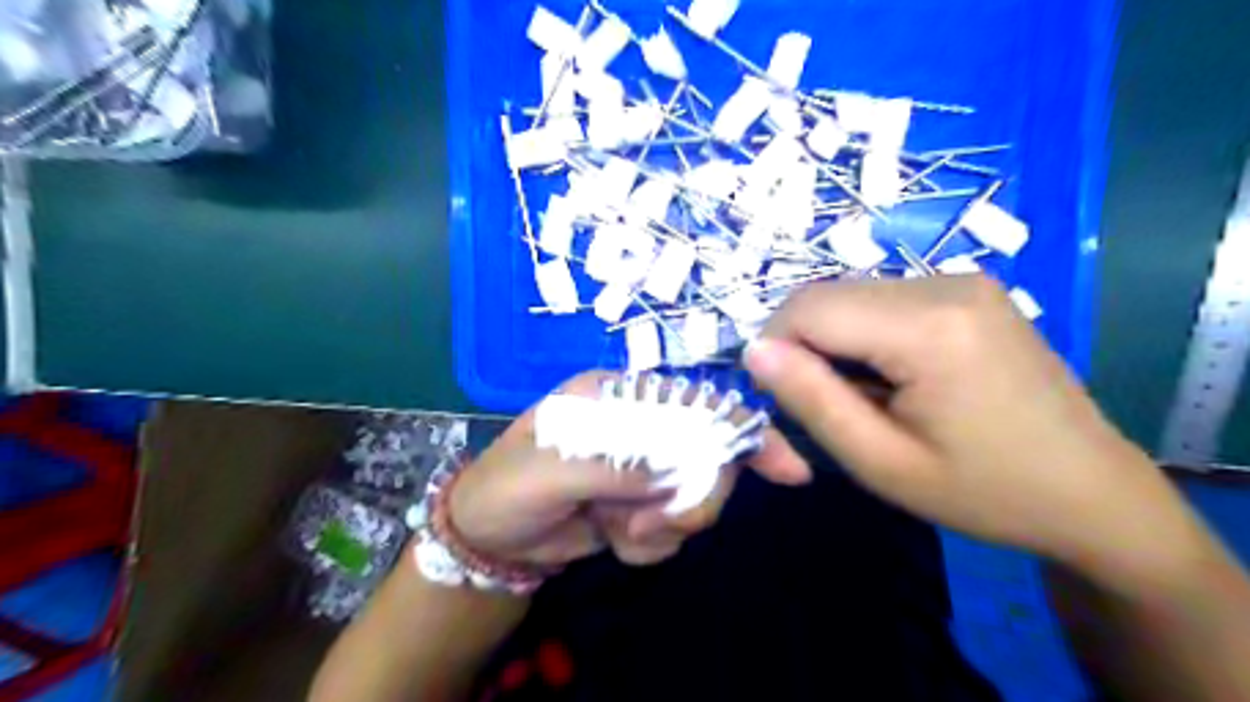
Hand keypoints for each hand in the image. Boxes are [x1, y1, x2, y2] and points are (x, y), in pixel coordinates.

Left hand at [451, 372, 810, 569]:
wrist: (488, 538)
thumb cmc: (506, 487)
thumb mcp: (550, 471)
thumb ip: (613, 466)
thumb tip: (674, 470)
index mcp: (620, 398)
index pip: (694, 403)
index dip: (742, 431)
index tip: (787, 469)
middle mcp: (640, 427)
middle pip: (709, 456)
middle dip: (695, 498)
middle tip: (656, 524)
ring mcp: (645, 469)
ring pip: (695, 499)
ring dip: (664, 527)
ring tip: (619, 531)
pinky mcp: (643, 507)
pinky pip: (674, 531)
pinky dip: (649, 546)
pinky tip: (614, 541)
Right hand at [745, 277, 1205, 579]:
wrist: (1092, 492)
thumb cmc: (985, 492)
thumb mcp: (881, 462)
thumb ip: (810, 400)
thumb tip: (753, 350)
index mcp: (928, 326)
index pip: (806, 308)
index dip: (774, 348)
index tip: (782, 400)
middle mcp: (944, 283)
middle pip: (825, 295)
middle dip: (800, 345)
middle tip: (821, 406)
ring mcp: (961, 280)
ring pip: (848, 295)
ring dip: (830, 341)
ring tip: (860, 396)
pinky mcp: (967, 289)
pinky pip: (880, 298)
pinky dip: (861, 333)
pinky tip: (890, 376)